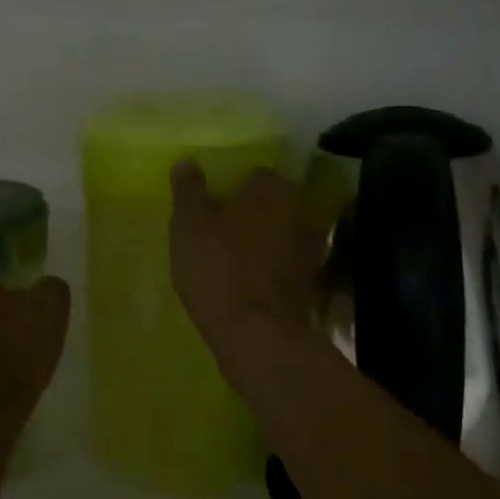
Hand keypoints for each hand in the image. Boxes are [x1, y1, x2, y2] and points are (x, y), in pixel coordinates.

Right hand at [169, 163, 323, 385]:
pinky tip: (245, 281)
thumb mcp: (189, 224)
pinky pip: (283, 264)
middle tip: (216, 229)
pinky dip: (268, 268)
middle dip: (247, 213)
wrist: (257, 335)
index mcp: (274, 188)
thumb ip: (189, 190)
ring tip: (228, 258)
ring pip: (278, 234)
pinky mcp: (311, 283)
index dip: (229, 186)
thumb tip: (188, 163)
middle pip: (269, 204)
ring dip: (259, 241)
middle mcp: (302, 211)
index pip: (253, 173)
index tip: (210, 203)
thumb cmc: (219, 267)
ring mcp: (311, 249)